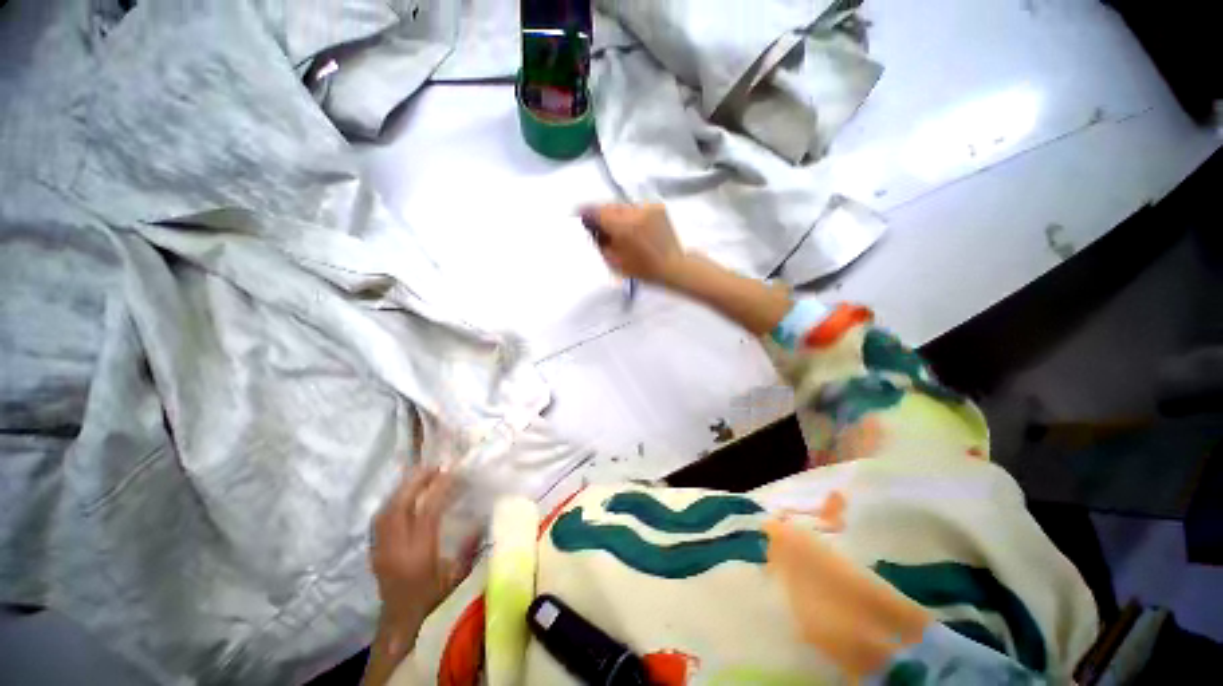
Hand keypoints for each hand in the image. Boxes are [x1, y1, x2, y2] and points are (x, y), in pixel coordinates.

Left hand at [369, 468, 476, 655]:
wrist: (402, 627)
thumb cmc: (436, 603)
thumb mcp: (460, 575)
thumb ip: (471, 545)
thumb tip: (483, 515)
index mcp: (419, 556)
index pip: (427, 513)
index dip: (440, 489)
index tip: (453, 472)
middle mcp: (395, 550)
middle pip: (399, 507)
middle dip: (416, 482)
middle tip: (434, 466)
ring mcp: (380, 551)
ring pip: (386, 510)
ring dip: (403, 489)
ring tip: (420, 475)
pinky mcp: (375, 552)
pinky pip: (380, 518)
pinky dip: (393, 501)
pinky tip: (404, 495)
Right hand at [580, 203, 690, 286]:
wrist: (672, 265)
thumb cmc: (642, 270)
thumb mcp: (614, 262)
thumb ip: (600, 242)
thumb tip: (592, 228)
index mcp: (624, 227)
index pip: (598, 212)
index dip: (586, 212)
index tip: (579, 213)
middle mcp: (635, 212)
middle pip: (610, 206)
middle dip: (601, 213)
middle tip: (596, 222)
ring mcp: (648, 208)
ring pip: (623, 206)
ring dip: (615, 214)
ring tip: (615, 226)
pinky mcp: (657, 207)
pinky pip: (636, 208)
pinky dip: (629, 215)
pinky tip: (631, 226)